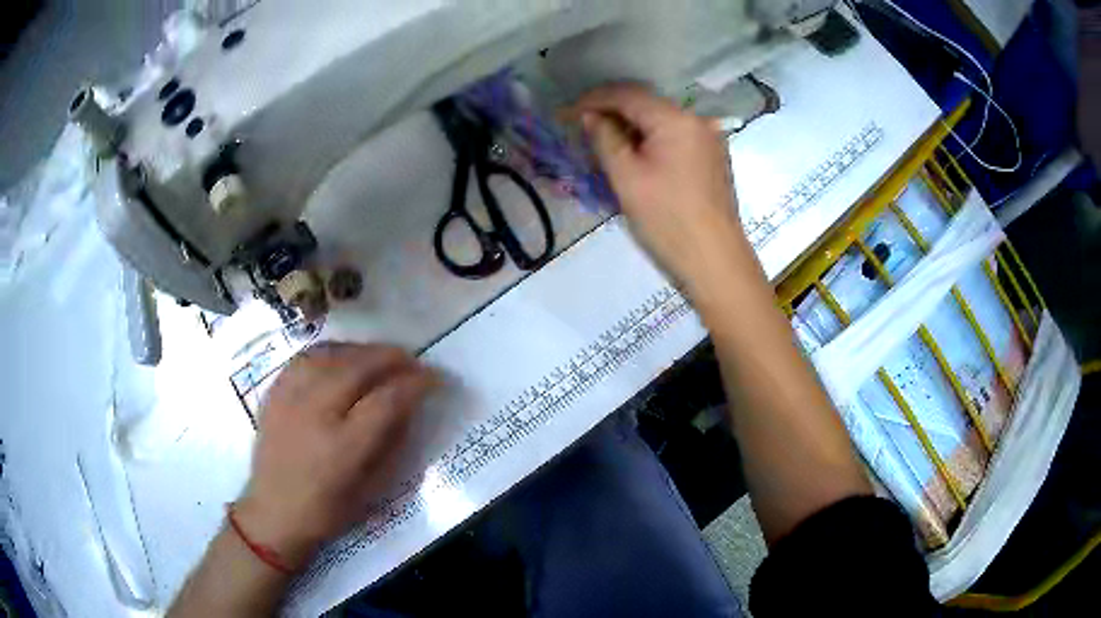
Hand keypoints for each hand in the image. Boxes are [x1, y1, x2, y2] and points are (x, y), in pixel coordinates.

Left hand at [235, 343, 435, 569]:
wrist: (273, 513)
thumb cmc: (327, 511)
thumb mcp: (370, 489)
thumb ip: (391, 444)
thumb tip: (408, 407)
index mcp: (342, 448)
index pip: (387, 401)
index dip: (415, 384)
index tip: (434, 378)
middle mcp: (314, 415)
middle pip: (358, 367)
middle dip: (392, 358)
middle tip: (413, 361)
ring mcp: (290, 399)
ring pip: (331, 355)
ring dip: (362, 350)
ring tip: (380, 356)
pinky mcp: (273, 393)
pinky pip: (304, 357)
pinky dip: (330, 351)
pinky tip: (343, 356)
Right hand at [569, 84, 751, 295]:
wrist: (714, 261)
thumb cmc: (667, 219)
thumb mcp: (626, 177)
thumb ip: (605, 138)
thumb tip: (590, 116)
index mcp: (677, 119)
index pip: (628, 94)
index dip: (594, 99)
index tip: (567, 113)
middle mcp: (697, 120)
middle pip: (647, 105)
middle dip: (612, 113)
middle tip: (582, 129)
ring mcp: (709, 139)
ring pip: (661, 121)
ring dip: (631, 128)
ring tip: (603, 144)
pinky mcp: (712, 158)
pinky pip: (675, 137)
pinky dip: (651, 141)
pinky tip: (635, 156)